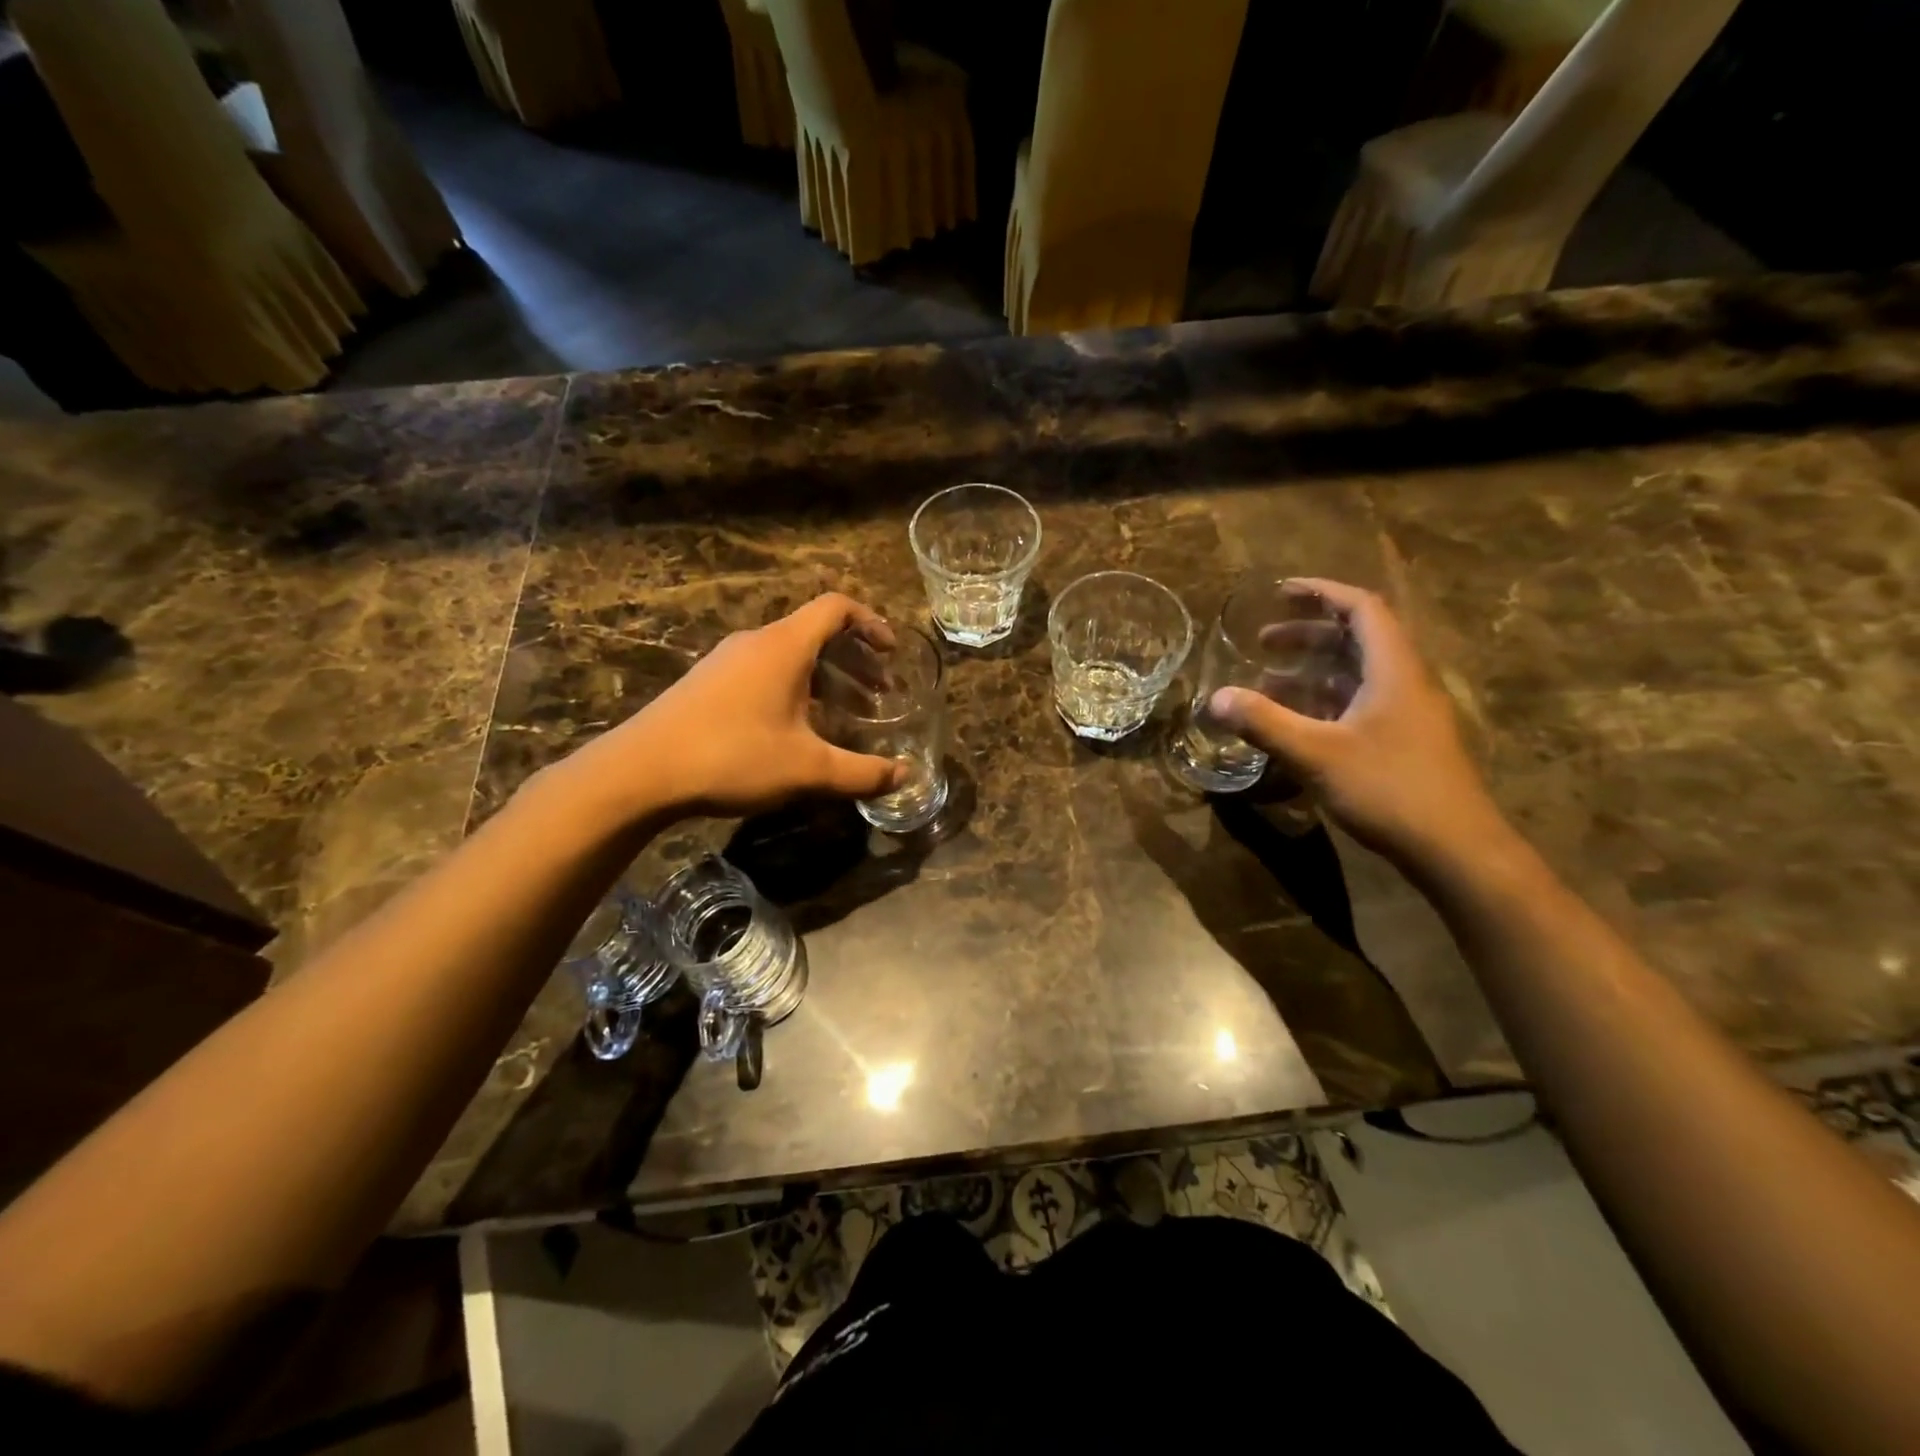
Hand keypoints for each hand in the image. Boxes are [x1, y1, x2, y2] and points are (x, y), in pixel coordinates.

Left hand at [555, 594, 906, 825]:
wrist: (640, 772)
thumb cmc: (732, 757)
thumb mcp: (808, 769)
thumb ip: (861, 773)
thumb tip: (903, 776)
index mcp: (784, 646)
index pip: (836, 608)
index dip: (871, 622)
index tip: (891, 653)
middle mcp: (755, 642)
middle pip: (815, 632)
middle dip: (854, 659)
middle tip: (878, 693)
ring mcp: (726, 661)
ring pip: (788, 655)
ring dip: (824, 677)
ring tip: (844, 714)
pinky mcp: (707, 683)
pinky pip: (763, 672)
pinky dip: (794, 688)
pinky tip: (795, 730)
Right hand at [1206, 579, 1506, 866]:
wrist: (1455, 850)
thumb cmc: (1389, 789)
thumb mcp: (1317, 753)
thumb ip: (1264, 722)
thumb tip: (1215, 698)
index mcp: (1393, 670)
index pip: (1362, 608)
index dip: (1322, 593)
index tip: (1281, 591)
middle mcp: (1404, 683)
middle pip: (1356, 639)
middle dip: (1307, 633)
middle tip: (1262, 642)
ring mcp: (1406, 715)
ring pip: (1355, 676)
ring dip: (1311, 671)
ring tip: (1266, 682)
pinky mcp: (1402, 743)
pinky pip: (1357, 705)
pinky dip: (1322, 702)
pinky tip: (1293, 723)